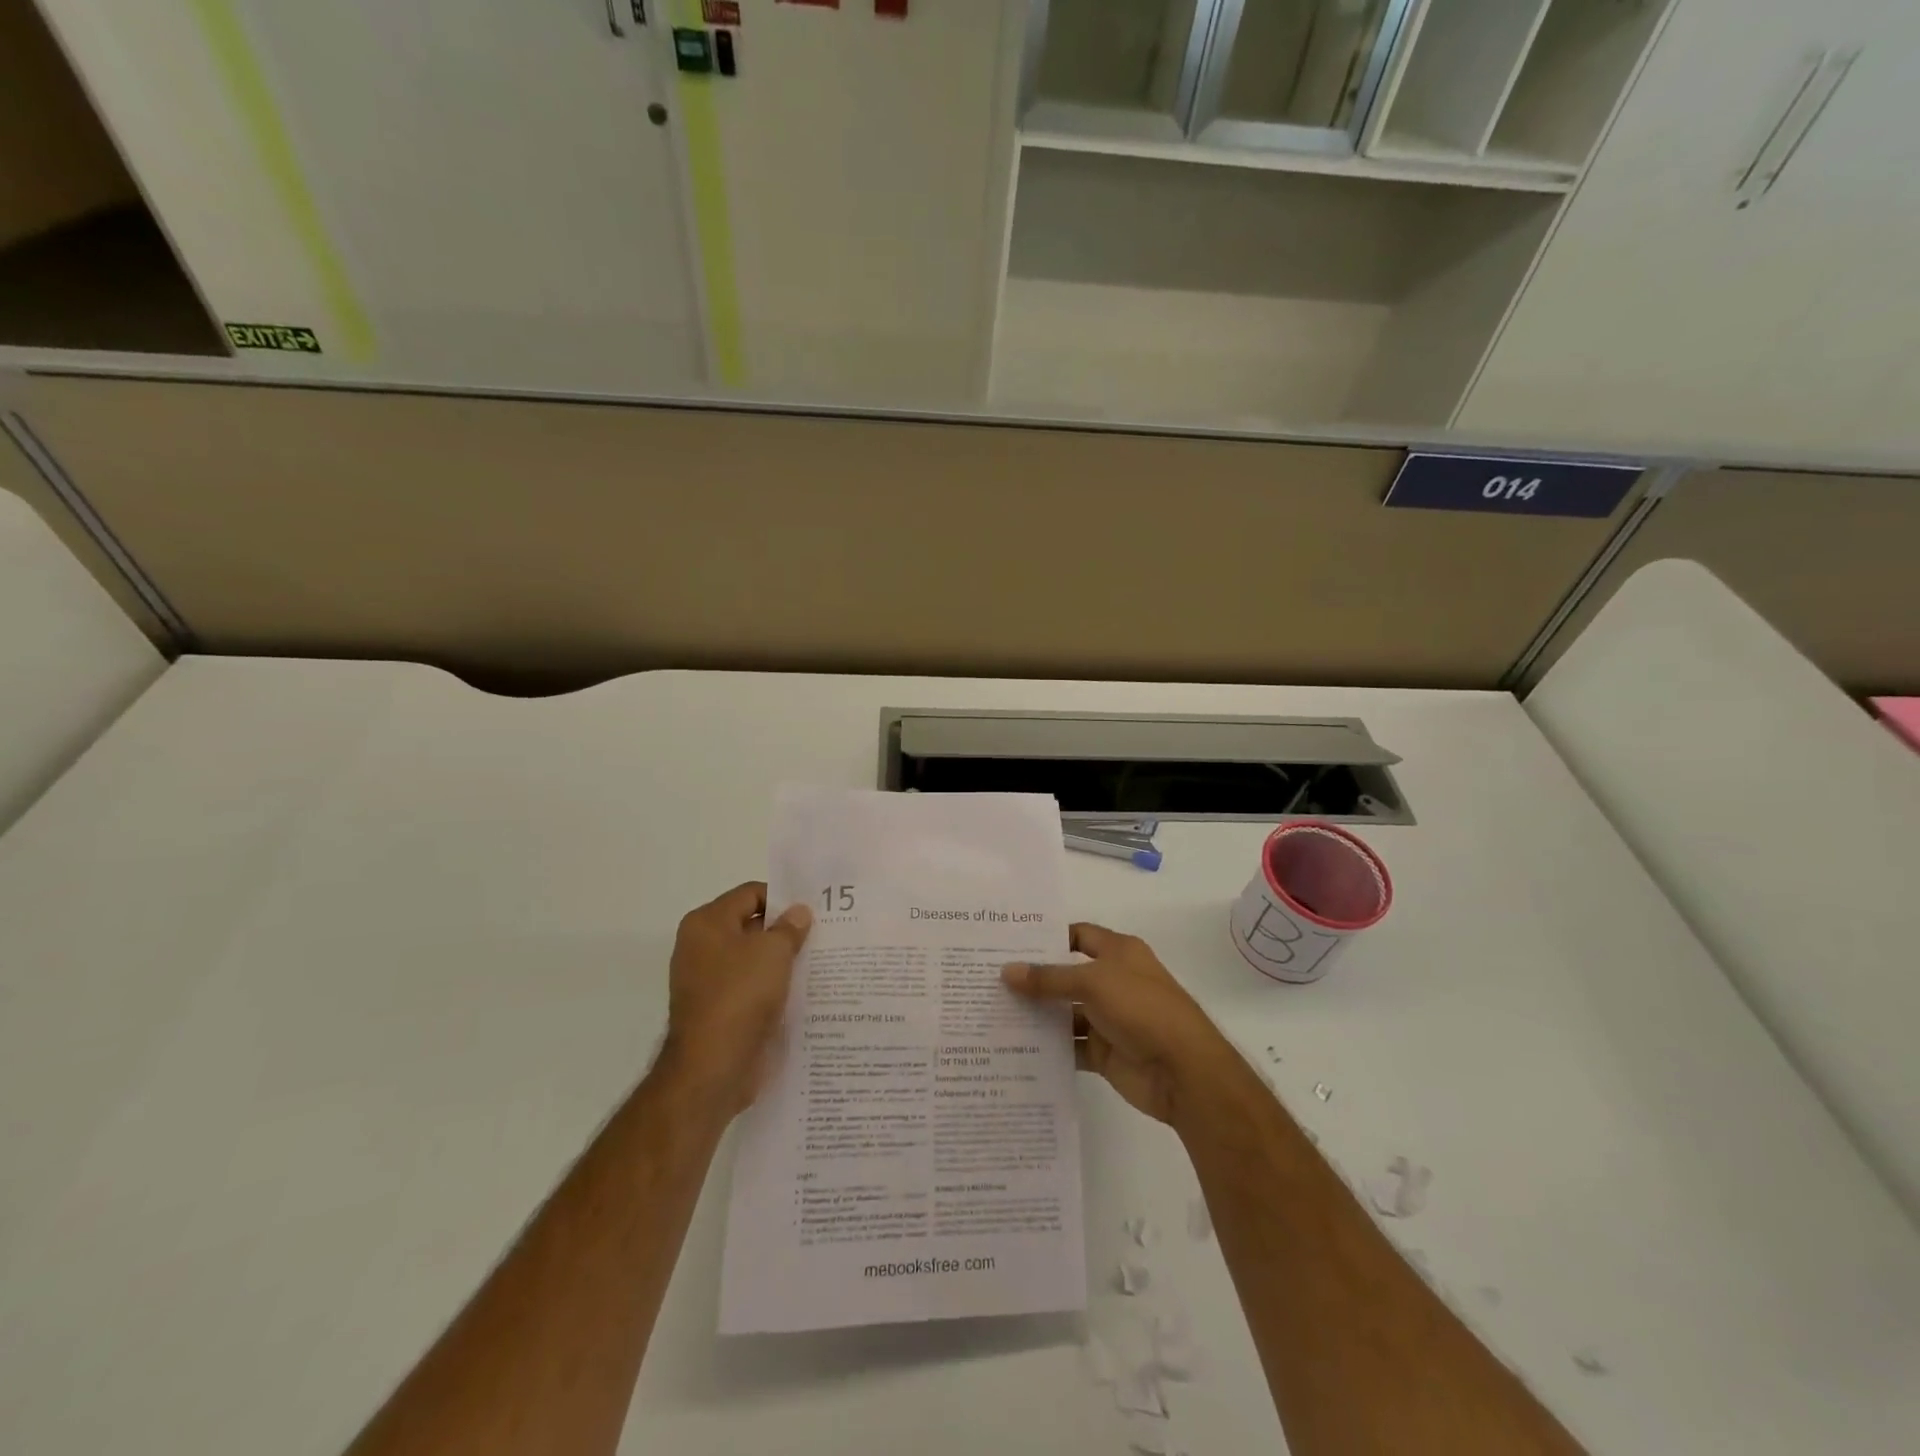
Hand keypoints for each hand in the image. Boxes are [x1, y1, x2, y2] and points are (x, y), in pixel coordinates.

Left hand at [658, 882, 810, 1117]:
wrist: (712, 1067)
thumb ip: (789, 927)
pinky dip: (773, 988)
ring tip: (819, 961)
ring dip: (782, 961)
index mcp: (707, 923)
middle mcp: (701, 948)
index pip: (750, 893)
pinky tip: (803, 991)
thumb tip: (799, 912)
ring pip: (753, 960)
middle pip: (751, 926)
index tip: (814, 910)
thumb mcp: (773, 952)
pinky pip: (751, 988)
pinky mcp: (719, 1011)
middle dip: (785, 930)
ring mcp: (708, 982)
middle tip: (823, 933)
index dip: (782, 898)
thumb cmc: (740, 995)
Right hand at [1002, 923, 1241, 1129]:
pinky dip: (1047, 1047)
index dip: (1047, 938)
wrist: (1184, 1072)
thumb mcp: (1093, 982)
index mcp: (1119, 952)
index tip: (1008, 943)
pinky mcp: (1104, 1052)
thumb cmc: (1142, 1009)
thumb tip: (1007, 972)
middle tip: (989, 979)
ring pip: (1064, 1013)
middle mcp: (1113, 981)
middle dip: (1033, 978)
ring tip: (992, 1013)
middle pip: (1066, 975)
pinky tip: (1014, 1046)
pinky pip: (1069, 1046)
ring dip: (1036, 1015)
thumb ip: (1049, 979)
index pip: (1077, 935)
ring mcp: (1108, 1019)